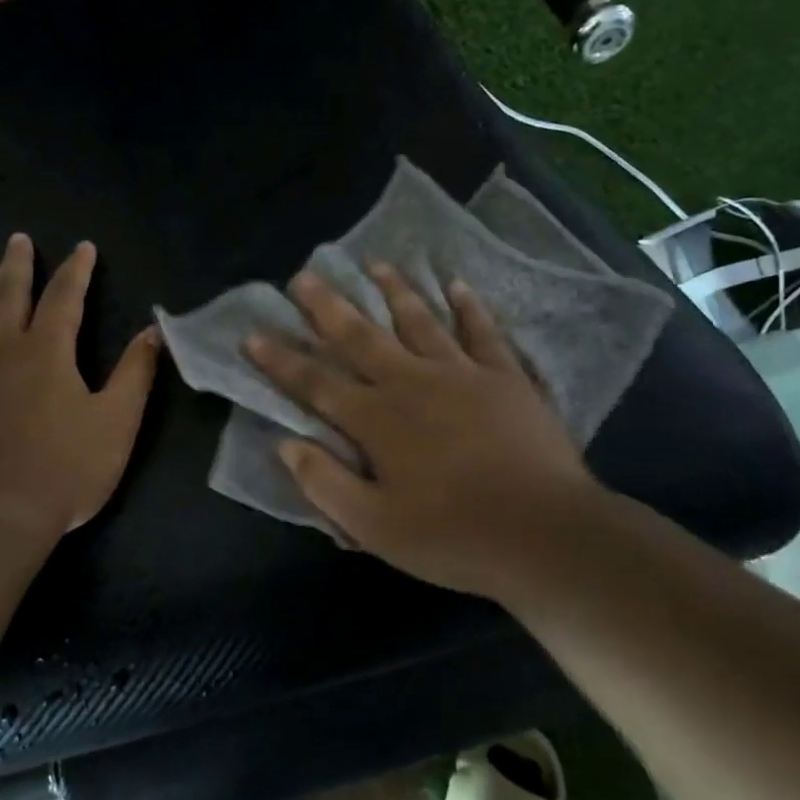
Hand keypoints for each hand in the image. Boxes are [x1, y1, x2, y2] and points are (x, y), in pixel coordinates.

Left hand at [0, 234, 160, 550]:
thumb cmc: (65, 468)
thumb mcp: (118, 421)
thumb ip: (136, 373)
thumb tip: (153, 331)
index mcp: (48, 352)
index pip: (64, 298)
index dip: (75, 270)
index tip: (82, 247)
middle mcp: (2, 352)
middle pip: (9, 298)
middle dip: (17, 266)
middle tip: (16, 239)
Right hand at [245, 266, 606, 599]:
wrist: (545, 534)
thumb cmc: (453, 536)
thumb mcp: (374, 527)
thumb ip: (325, 483)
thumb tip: (286, 445)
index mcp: (376, 421)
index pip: (316, 383)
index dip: (281, 360)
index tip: (254, 333)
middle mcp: (412, 384)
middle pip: (361, 337)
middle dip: (327, 307)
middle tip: (304, 276)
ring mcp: (462, 374)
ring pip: (420, 321)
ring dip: (394, 291)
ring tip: (375, 264)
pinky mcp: (506, 377)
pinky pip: (483, 332)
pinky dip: (469, 307)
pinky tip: (457, 285)